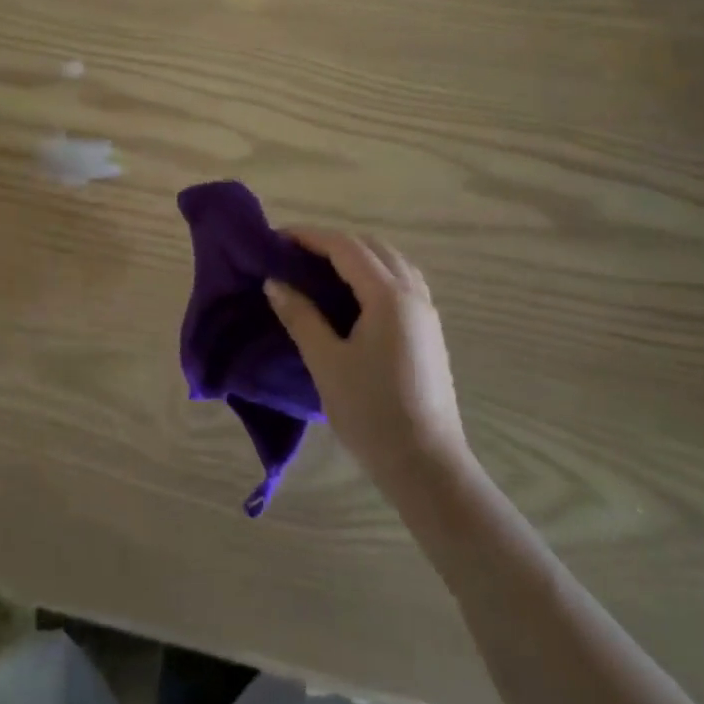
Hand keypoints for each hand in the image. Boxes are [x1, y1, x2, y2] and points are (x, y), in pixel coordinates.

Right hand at [265, 229, 469, 492]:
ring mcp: (426, 312)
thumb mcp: (326, 363)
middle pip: (372, 247)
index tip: (277, 237)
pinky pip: (402, 281)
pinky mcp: (429, 331)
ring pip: (391, 261)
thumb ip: (300, 316)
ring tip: (322, 269)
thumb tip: (274, 283)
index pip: (346, 247)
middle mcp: (413, 294)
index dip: (310, 237)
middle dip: (333, 242)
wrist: (426, 466)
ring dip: (357, 255)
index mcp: (388, 297)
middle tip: (295, 254)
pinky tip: (354, 295)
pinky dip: (375, 272)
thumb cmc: (371, 413)